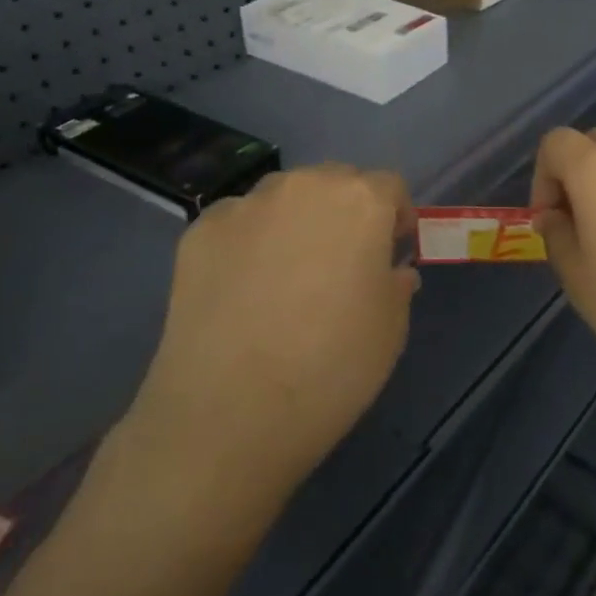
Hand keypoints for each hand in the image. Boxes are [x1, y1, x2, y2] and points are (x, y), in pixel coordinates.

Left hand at [116, 165, 417, 515]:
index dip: (395, 218)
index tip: (391, 253)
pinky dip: (249, 242)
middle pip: (335, 182)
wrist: (228, 413)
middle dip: (346, 212)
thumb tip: (390, 271)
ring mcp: (245, 206)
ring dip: (297, 220)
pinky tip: (244, 289)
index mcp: (361, 201)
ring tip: (289, 274)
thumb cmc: (332, 366)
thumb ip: (396, 284)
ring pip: (284, 197)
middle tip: (343, 262)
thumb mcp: (391, 328)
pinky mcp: (199, 232)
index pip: (389, 187)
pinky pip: (239, 223)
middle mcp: (303, 186)